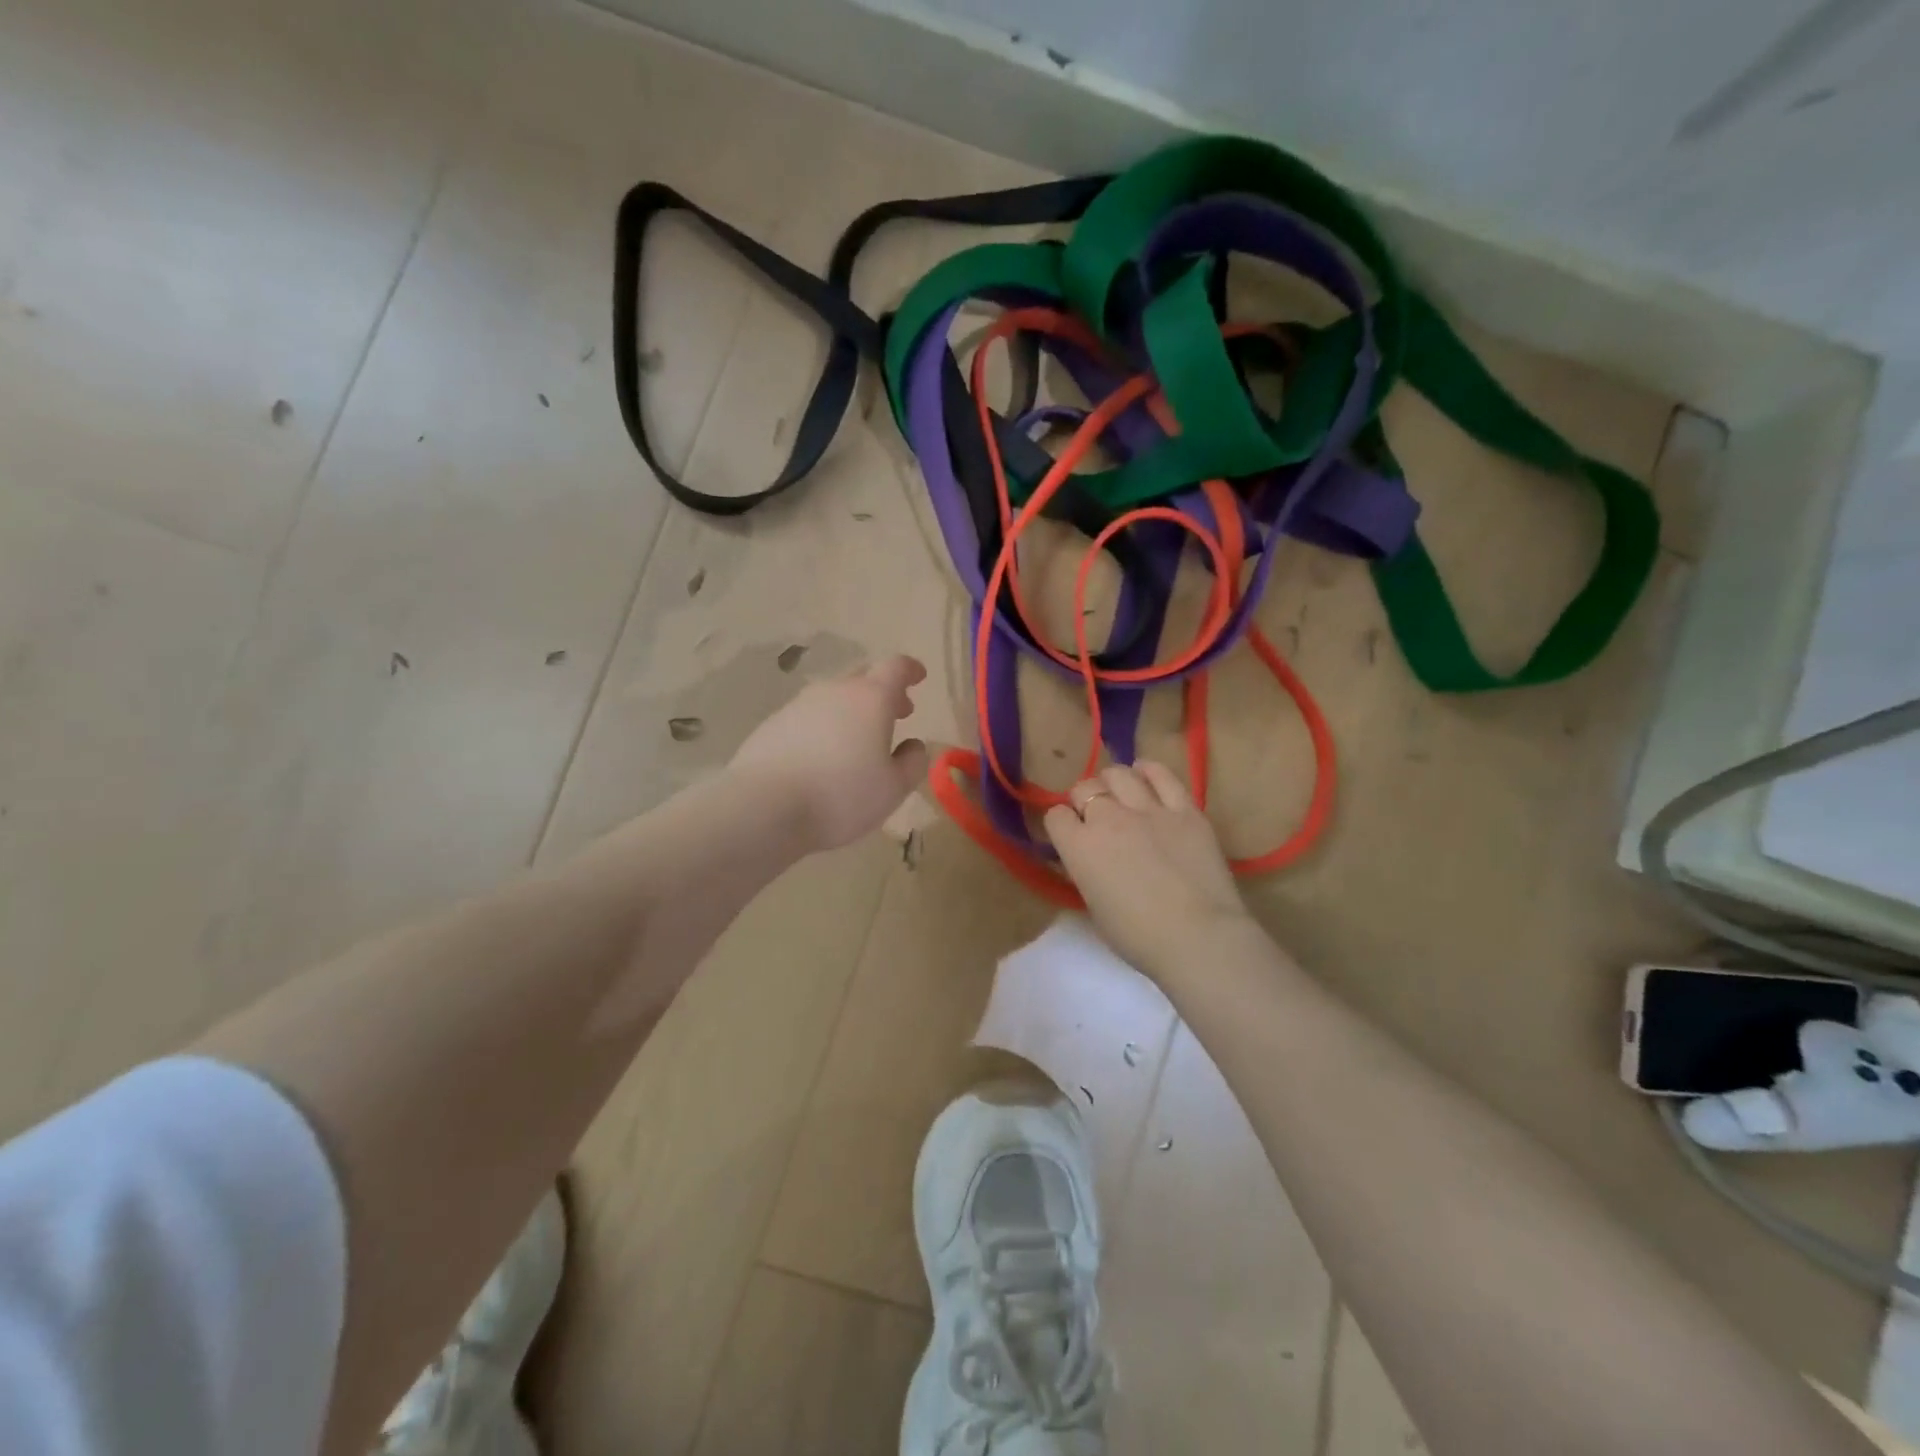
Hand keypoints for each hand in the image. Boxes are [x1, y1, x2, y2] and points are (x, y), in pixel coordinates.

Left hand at [729, 656, 930, 851]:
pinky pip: (808, 718)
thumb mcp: (893, 788)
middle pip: (863, 679)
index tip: (919, 676)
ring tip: (859, 740)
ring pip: (833, 698)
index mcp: (871, 698)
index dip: (910, 669)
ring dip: (852, 711)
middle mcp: (834, 691)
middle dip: (884, 692)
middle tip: (897, 714)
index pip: (895, 667)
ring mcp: (798, 705)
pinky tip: (822, 756)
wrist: (764, 807)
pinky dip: (823, 727)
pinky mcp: (772, 725)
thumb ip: (912, 763)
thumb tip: (914, 746)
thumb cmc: (841, 796)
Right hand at [1044, 762, 1252, 977]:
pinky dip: (1149, 771)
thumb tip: (1091, 858)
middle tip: (1095, 816)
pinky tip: (1145, 774)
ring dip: (1112, 781)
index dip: (1061, 824)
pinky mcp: (1185, 810)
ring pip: (1119, 774)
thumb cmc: (1139, 938)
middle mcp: (1108, 819)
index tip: (1070, 835)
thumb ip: (1087, 871)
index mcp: (1079, 848)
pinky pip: (1163, 775)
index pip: (1056, 816)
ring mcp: (1149, 810)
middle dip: (1084, 800)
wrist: (1199, 938)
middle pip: (1085, 788)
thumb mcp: (1095, 907)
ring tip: (1118, 792)